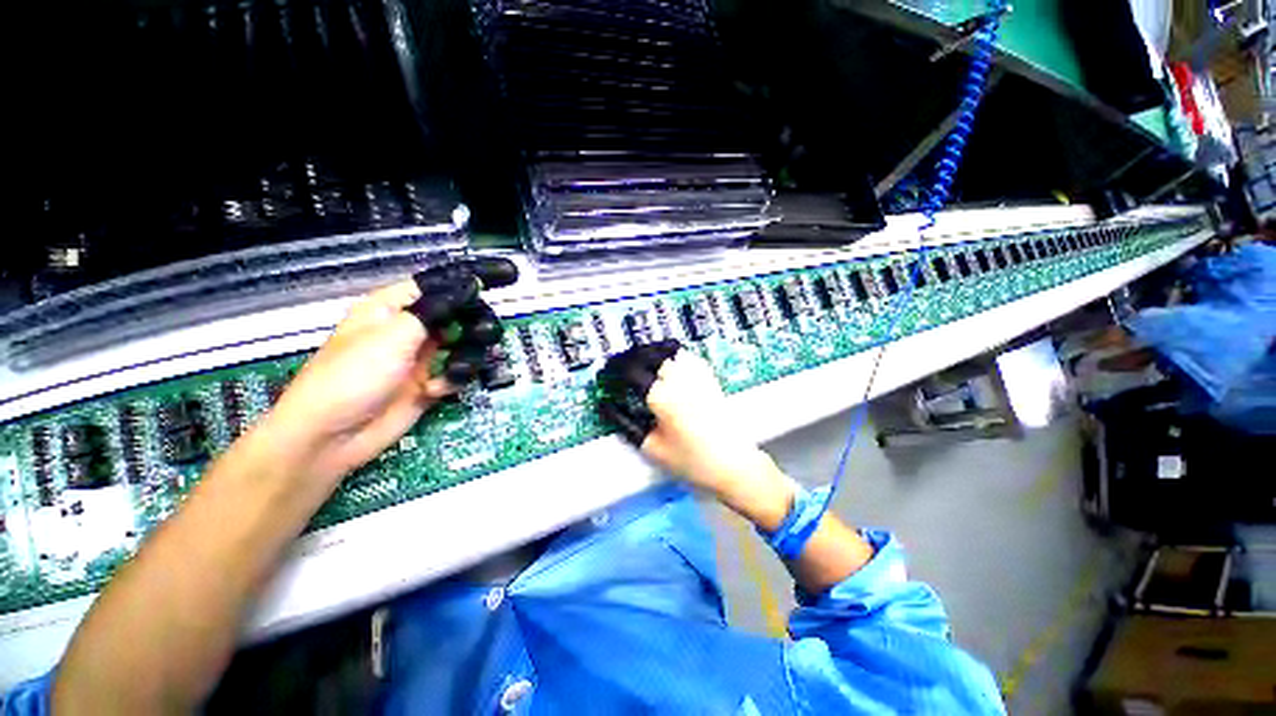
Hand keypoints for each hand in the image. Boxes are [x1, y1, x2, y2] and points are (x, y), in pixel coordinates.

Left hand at [264, 258, 517, 484]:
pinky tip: (433, 390)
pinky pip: (457, 374)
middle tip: (481, 334)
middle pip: (459, 315)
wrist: (333, 437)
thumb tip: (470, 284)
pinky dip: (452, 380)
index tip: (501, 280)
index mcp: (394, 308)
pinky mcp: (429, 385)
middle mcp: (411, 329)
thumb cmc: (353, 376)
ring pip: (464, 345)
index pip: (437, 285)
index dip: (467, 281)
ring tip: (454, 370)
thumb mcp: (394, 334)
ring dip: (466, 357)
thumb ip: (437, 309)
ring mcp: (421, 358)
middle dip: (474, 324)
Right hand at [598, 341, 778, 498]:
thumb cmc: (691, 460)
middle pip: (646, 353)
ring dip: (647, 352)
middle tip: (618, 370)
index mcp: (662, 395)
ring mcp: (695, 374)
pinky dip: (668, 354)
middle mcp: (678, 377)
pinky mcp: (707, 376)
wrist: (733, 462)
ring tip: (638, 365)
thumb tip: (607, 406)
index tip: (604, 376)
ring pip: (665, 349)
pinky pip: (684, 355)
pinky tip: (664, 367)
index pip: (629, 371)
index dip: (612, 371)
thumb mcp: (652, 448)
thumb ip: (626, 424)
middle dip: (627, 358)